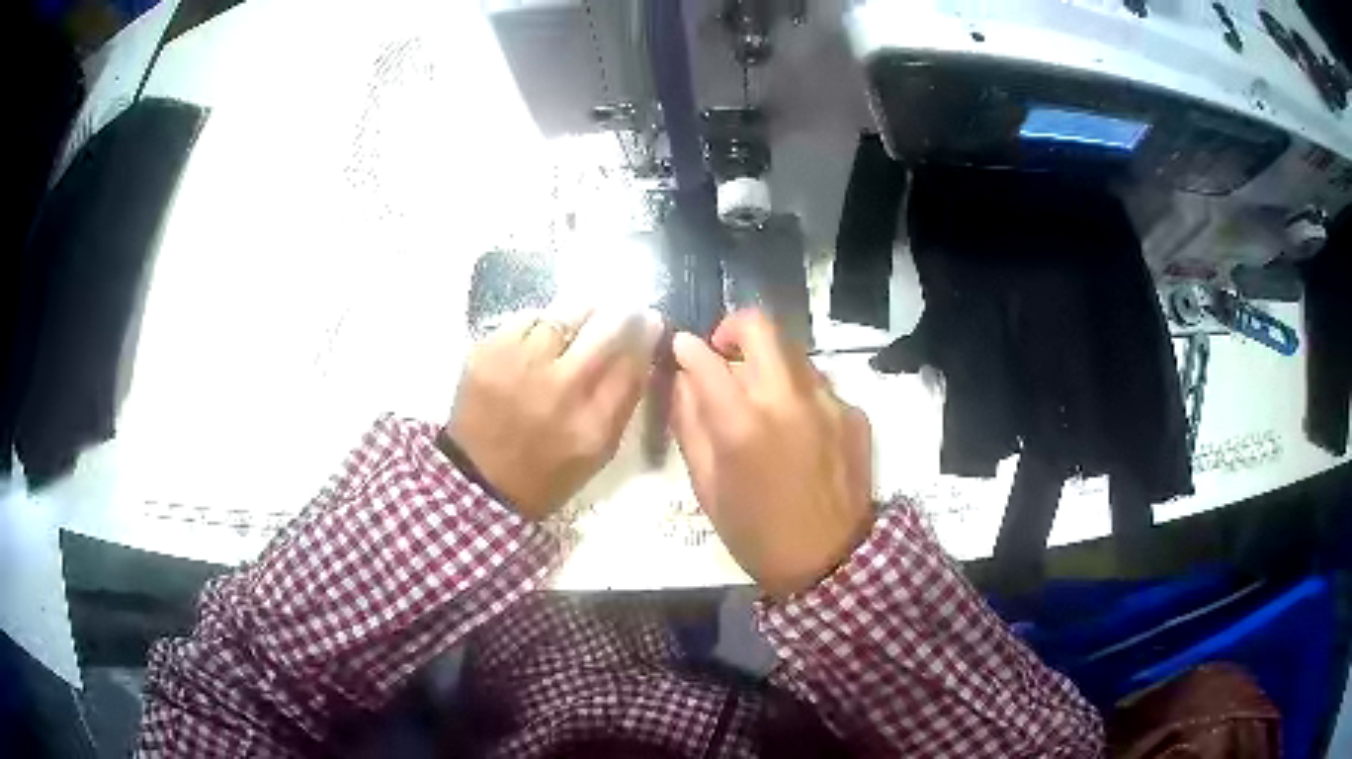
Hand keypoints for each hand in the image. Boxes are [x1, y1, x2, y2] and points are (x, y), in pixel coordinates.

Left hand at [446, 308, 662, 520]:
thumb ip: (624, 401)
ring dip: (578, 313)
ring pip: (563, 314)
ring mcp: (519, 367)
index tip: (649, 321)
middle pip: (604, 329)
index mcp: (593, 423)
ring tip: (580, 319)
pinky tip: (539, 338)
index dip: (645, 334)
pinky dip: (539, 324)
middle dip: (619, 314)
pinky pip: (526, 319)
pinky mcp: (487, 354)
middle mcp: (559, 389)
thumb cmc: (549, 470)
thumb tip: (643, 349)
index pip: (632, 361)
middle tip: (621, 309)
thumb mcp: (600, 450)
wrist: (481, 480)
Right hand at [670, 310, 873, 598]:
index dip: (687, 347)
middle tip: (724, 353)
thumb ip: (690, 425)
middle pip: (760, 326)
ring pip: (793, 352)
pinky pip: (819, 385)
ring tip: (763, 400)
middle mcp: (788, 400)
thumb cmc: (756, 533)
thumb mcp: (706, 486)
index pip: (705, 359)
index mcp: (742, 424)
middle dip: (733, 328)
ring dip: (769, 363)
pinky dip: (800, 394)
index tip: (682, 348)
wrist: (831, 561)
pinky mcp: (854, 413)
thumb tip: (683, 380)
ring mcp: (828, 402)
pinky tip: (799, 430)